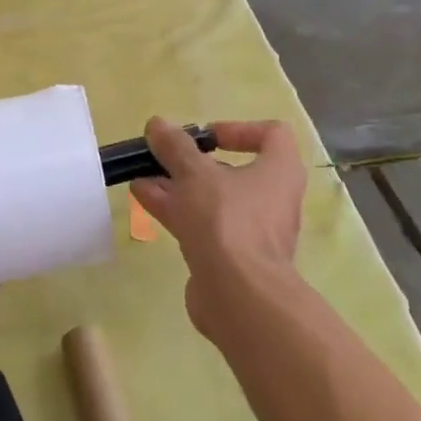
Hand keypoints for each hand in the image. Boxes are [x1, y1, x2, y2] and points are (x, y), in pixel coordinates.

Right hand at [129, 117, 305, 342]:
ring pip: (213, 198)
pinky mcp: (233, 257)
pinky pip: (205, 224)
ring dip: (178, 185)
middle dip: (193, 161)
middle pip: (233, 169)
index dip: (237, 129)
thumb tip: (157, 124)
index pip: (271, 135)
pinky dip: (178, 209)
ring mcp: (253, 230)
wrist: (238, 296)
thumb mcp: (195, 174)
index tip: (205, 137)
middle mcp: (272, 198)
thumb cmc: (227, 220)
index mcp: (279, 170)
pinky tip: (144, 199)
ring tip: (141, 175)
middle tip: (163, 156)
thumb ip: (175, 147)